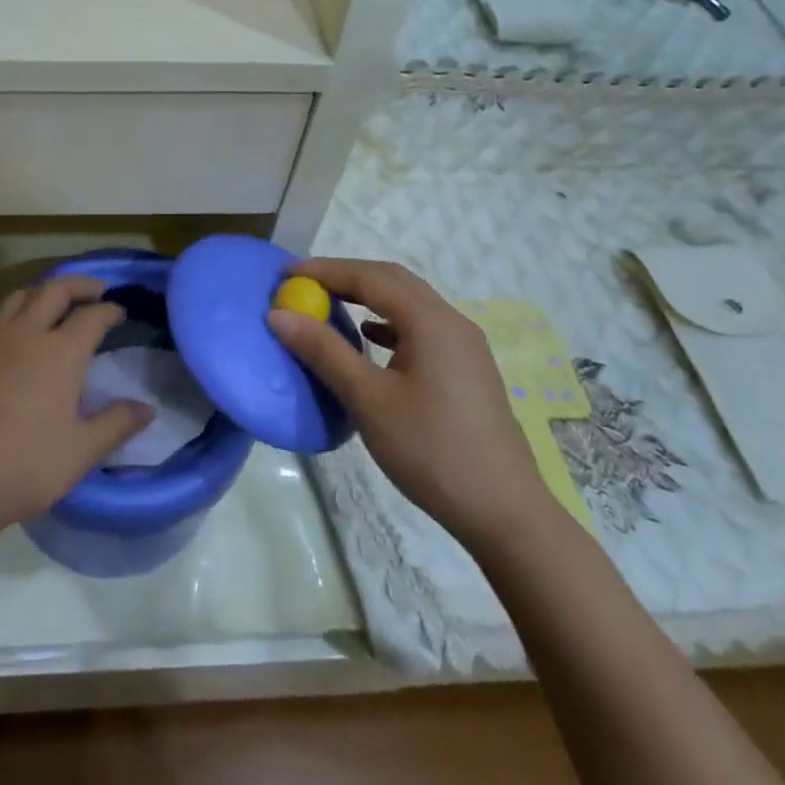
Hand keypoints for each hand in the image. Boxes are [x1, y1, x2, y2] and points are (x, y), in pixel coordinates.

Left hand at [0, 276, 153, 548]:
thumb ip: (116, 425)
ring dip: (44, 291)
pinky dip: (19, 314)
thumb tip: (147, 408)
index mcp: (60, 352)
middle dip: (79, 284)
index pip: (91, 315)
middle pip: (54, 290)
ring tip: (57, 303)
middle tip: (96, 291)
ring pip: (20, 297)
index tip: (120, 312)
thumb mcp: (80, 452)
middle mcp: (26, 336)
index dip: (109, 309)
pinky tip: (22, 341)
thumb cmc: (23, 467)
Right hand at [268, 257, 550, 548]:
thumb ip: (324, 351)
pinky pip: (420, 327)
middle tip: (304, 285)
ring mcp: (464, 346)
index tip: (285, 274)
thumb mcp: (368, 400)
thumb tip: (279, 315)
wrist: (505, 513)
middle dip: (346, 276)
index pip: (369, 277)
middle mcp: (451, 322)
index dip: (325, 271)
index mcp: (430, 321)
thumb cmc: (431, 450)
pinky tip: (371, 339)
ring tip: (329, 306)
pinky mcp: (467, 369)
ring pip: (409, 303)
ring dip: (368, 296)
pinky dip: (388, 321)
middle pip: (392, 281)